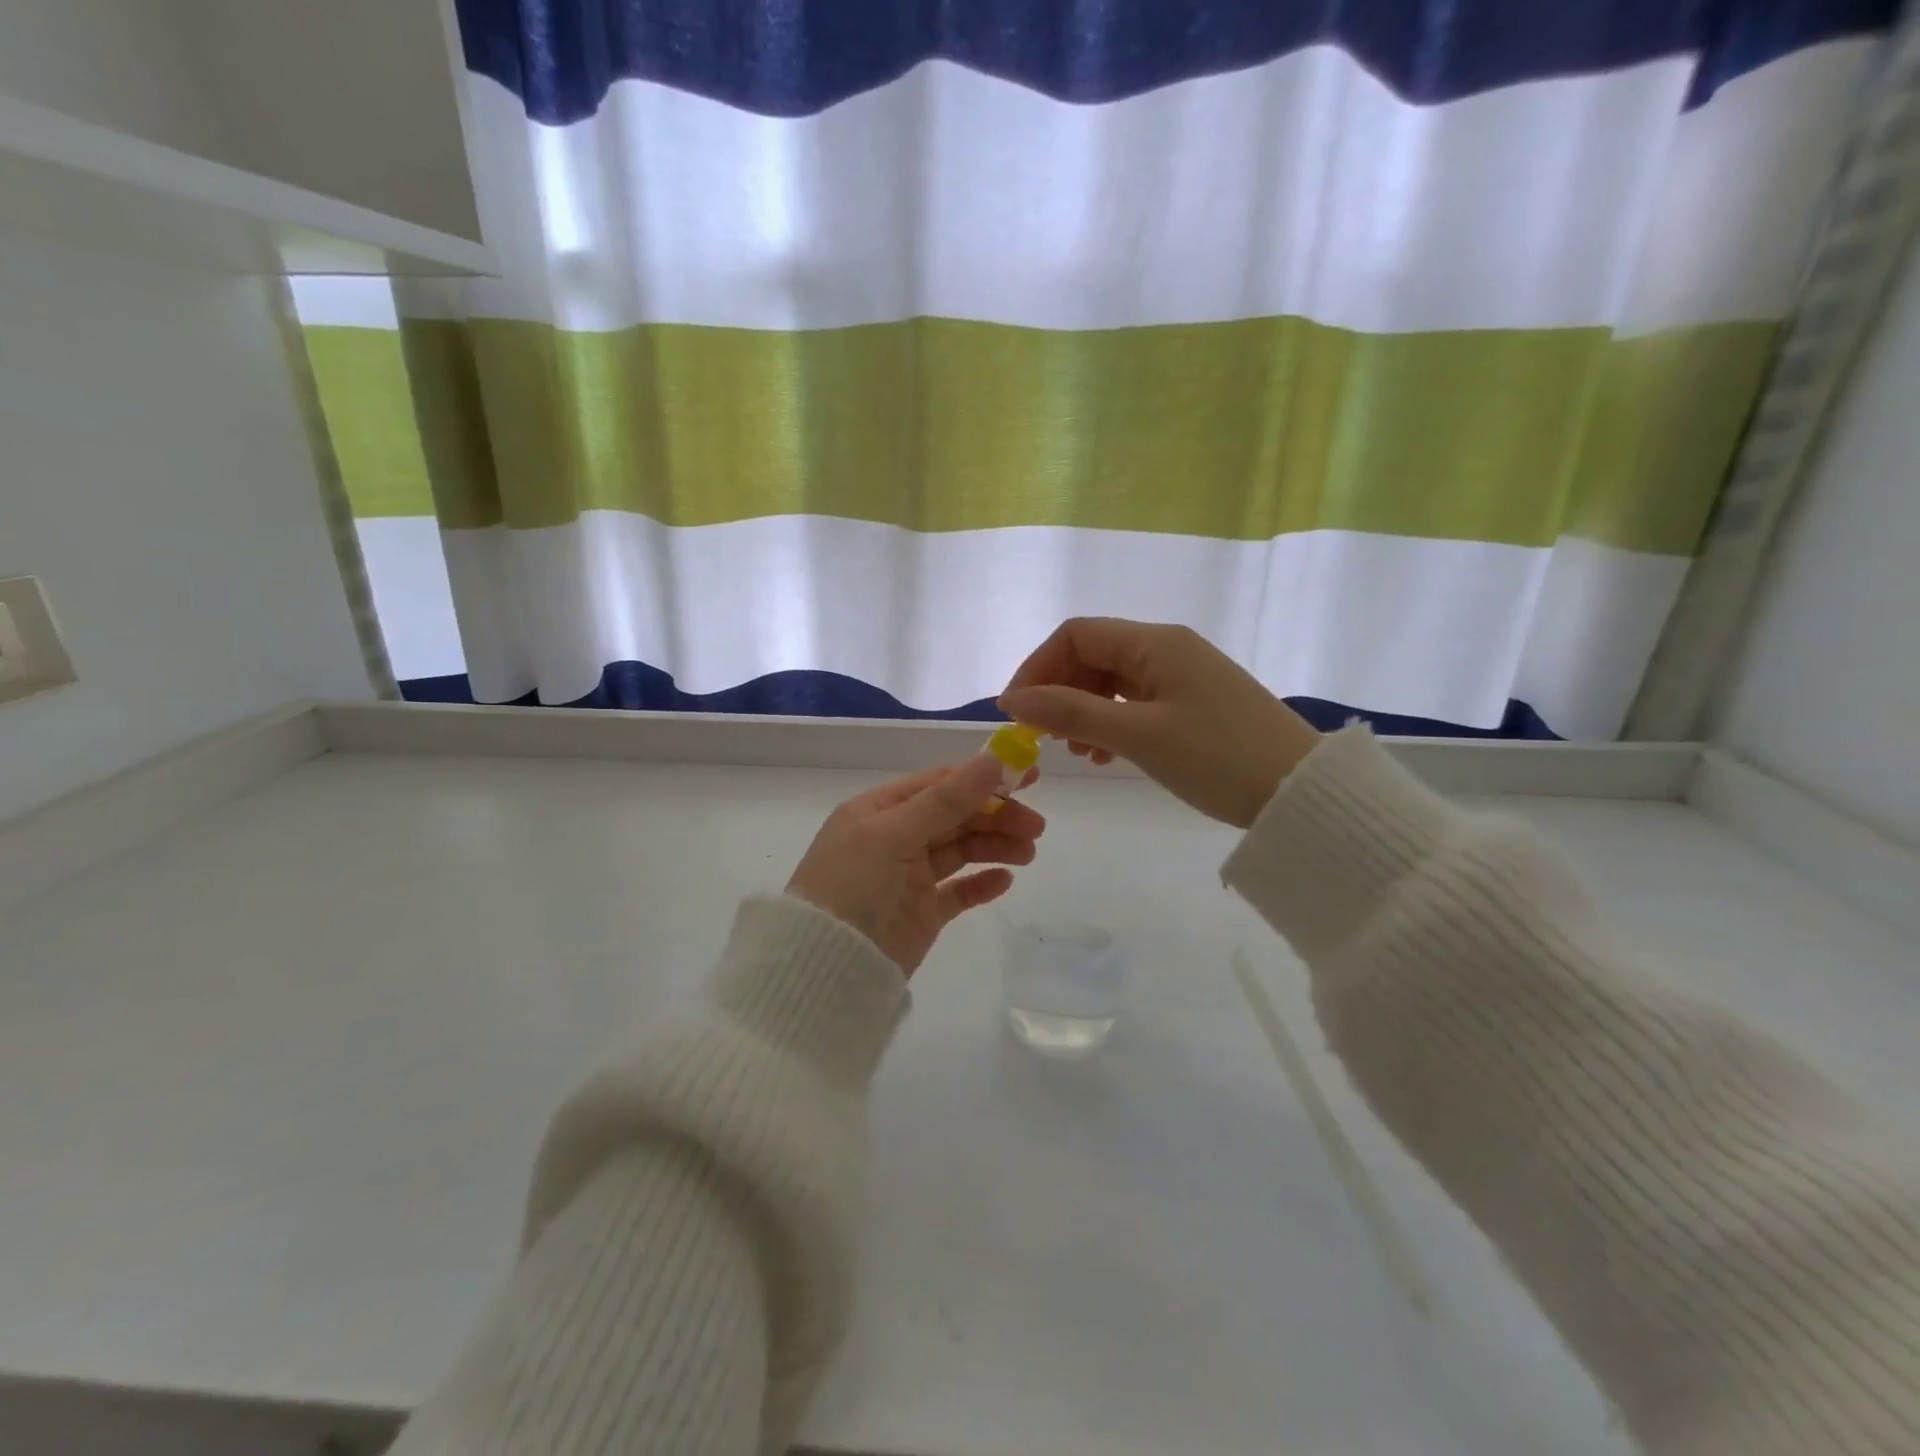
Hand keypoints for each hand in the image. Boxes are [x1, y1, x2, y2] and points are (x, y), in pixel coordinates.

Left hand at [787, 755, 1045, 975]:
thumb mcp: (894, 835)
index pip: (939, 784)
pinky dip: (982, 883)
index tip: (1029, 775)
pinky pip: (959, 891)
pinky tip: (1005, 881)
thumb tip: (993, 759)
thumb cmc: (852, 887)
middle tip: (1036, 826)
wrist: (825, 968)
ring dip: (995, 846)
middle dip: (996, 816)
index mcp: (880, 810)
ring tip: (1027, 853)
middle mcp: (895, 837)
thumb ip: (946, 800)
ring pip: (961, 850)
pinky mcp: (922, 912)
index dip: (983, 777)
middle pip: (955, 816)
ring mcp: (909, 876)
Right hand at [999, 618, 1320, 828]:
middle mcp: (1167, 648)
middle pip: (1092, 654)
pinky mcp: (1194, 702)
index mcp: (1154, 642)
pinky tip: (1105, 754)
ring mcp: (1183, 675)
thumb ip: (1071, 713)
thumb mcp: (1137, 736)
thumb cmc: (1217, 758)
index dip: (1037, 667)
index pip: (1076, 635)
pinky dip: (1111, 722)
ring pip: (1113, 680)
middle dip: (1058, 690)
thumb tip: (1013, 699)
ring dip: (1083, 709)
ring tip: (1075, 752)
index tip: (1016, 711)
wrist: (1302, 792)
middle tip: (1042, 736)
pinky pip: (1137, 701)